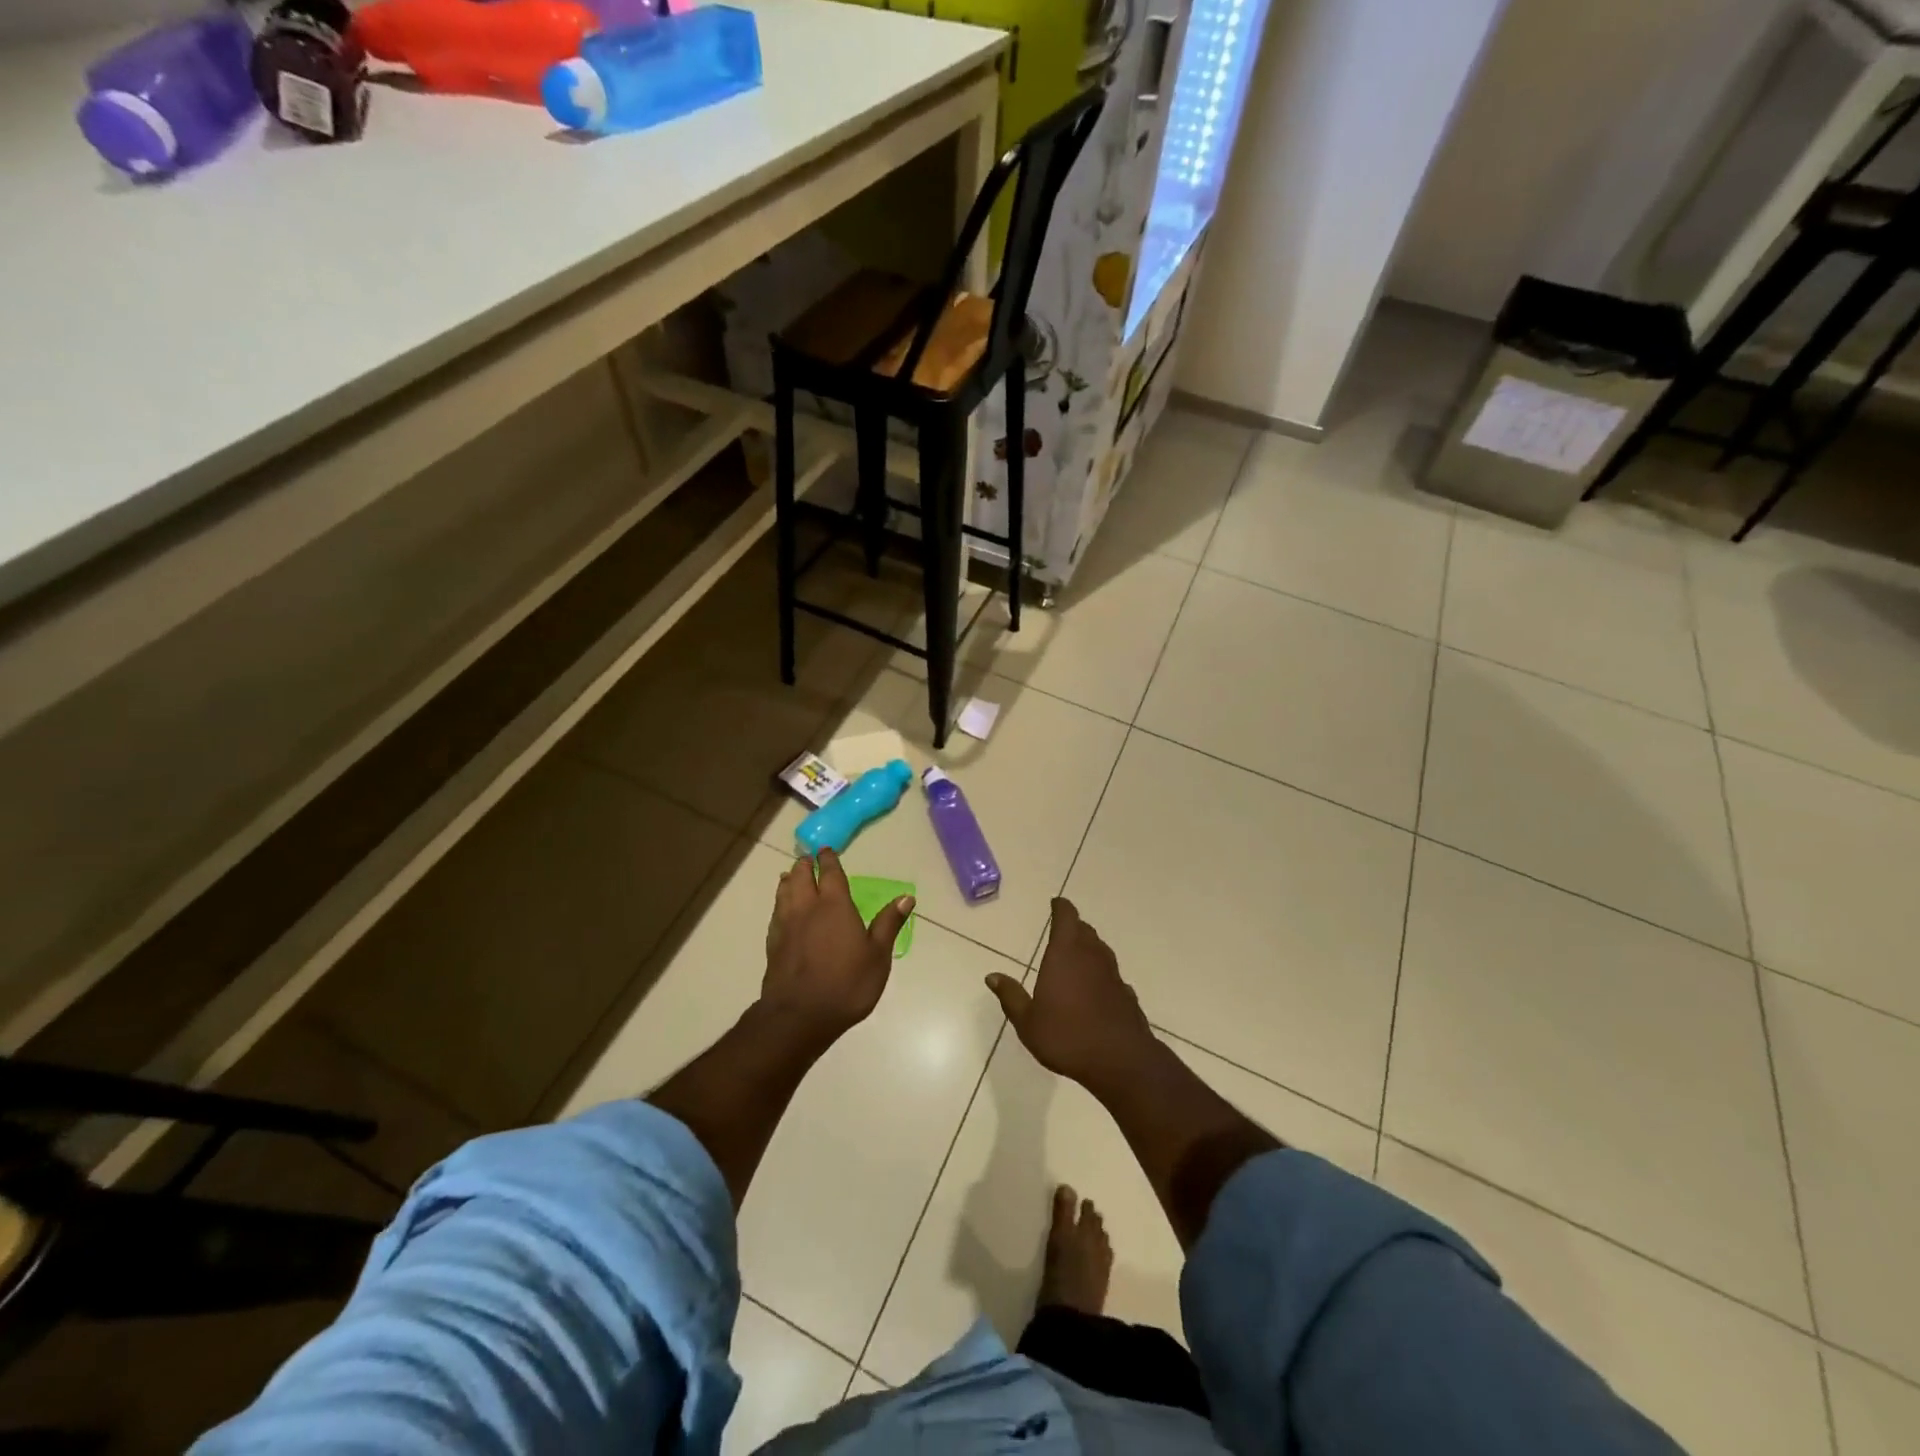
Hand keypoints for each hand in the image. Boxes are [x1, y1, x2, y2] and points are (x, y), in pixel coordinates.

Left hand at [761, 848, 912, 1045]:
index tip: (826, 850)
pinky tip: (782, 910)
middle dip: (805, 865)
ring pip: (784, 892)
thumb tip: (906, 897)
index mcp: (834, 905)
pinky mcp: (773, 944)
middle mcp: (807, 908)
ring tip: (791, 876)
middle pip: (801, 876)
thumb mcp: (877, 956)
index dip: (828, 859)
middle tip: (808, 859)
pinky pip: (775, 913)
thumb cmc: (846, 984)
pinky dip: (780, 903)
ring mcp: (786, 925)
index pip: (830, 872)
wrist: (799, 1016)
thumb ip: (888, 924)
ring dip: (789, 880)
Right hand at [985, 898, 1157, 1091]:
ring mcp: (1113, 975)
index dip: (1061, 907)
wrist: (1121, 1061)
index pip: (1066, 916)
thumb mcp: (1028, 1021)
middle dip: (1073, 926)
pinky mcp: (1127, 994)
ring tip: (1076, 958)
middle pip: (1085, 930)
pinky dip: (1101, 975)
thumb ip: (1011, 996)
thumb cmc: (1067, 1036)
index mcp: (1065, 954)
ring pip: (1101, 950)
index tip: (1056, 903)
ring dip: (1089, 948)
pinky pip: (1111, 975)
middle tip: (1062, 930)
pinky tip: (1096, 990)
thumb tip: (992, 976)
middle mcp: (1092, 956)